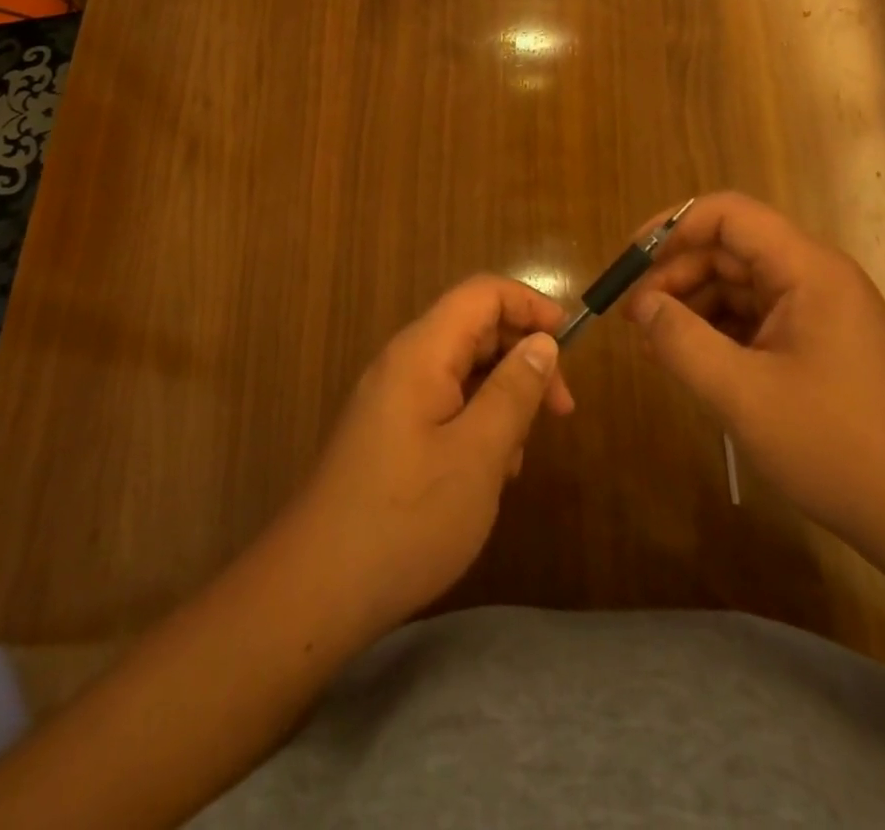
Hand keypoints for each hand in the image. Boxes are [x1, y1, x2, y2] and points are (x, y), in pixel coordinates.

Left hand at [282, 275, 573, 635]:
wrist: (314, 591)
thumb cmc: (406, 519)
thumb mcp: (479, 454)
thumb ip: (514, 390)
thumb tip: (543, 342)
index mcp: (422, 352)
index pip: (483, 293)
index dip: (531, 305)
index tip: (570, 343)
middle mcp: (403, 363)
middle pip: (475, 329)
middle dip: (523, 358)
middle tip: (560, 410)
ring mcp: (392, 398)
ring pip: (463, 371)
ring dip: (502, 398)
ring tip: (518, 457)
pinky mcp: (388, 432)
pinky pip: (444, 405)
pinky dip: (476, 423)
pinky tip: (489, 474)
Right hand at [624, 193, 884, 541]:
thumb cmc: (836, 446)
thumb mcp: (743, 394)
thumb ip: (682, 342)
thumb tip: (641, 305)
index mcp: (807, 269)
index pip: (730, 215)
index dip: (673, 227)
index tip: (630, 261)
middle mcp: (815, 278)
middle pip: (730, 251)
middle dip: (675, 275)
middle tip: (633, 316)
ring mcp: (819, 312)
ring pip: (739, 287)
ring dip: (692, 306)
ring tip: (652, 344)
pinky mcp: (818, 345)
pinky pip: (755, 320)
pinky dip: (717, 333)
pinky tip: (688, 361)